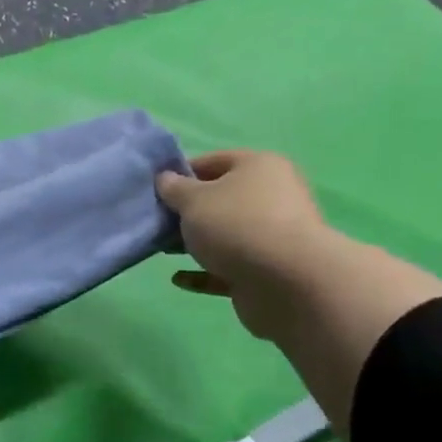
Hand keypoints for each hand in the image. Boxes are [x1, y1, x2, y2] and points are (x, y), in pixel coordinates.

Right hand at [156, 149, 341, 338]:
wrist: (286, 281)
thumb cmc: (236, 225)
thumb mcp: (193, 200)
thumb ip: (174, 188)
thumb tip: (166, 179)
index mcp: (259, 168)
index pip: (215, 161)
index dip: (182, 173)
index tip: (156, 190)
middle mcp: (272, 196)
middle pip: (221, 199)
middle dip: (188, 212)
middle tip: (158, 222)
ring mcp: (273, 235)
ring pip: (225, 234)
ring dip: (195, 242)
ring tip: (164, 251)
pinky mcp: (268, 269)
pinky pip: (229, 267)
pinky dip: (204, 272)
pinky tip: (180, 279)